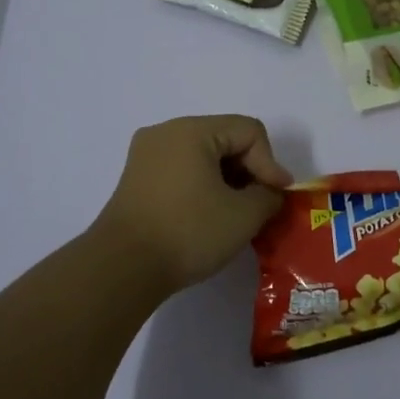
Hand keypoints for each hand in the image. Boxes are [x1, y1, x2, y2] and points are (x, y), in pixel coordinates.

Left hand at [90, 115, 291, 293]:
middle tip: (261, 204)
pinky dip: (203, 185)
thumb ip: (268, 196)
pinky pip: (182, 169)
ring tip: (238, 212)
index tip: (277, 197)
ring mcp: (146, 155)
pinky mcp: (137, 179)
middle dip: (249, 170)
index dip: (270, 163)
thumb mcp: (243, 215)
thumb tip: (269, 193)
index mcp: (191, 130)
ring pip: (203, 155)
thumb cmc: (187, 232)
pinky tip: (210, 215)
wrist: (122, 268)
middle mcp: (166, 132)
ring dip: (227, 180)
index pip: (249, 131)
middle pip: (225, 138)